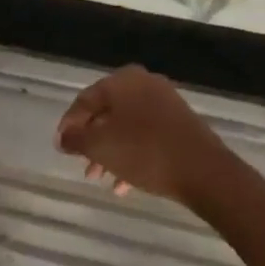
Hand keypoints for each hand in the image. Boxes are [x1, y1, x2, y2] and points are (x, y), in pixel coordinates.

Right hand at [55, 65, 233, 205]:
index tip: (61, 148)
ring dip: (110, 152)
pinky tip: (124, 184)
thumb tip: (63, 137)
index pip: (85, 100)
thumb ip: (75, 139)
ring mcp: (165, 102)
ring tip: (101, 178)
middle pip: (106, 113)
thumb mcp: (100, 146)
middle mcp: (144, 84)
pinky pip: (146, 136)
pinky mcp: (180, 123)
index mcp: (122, 81)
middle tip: (82, 165)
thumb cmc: (144, 152)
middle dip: (91, 142)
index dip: (69, 125)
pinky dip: (131, 155)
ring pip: (126, 127)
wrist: (203, 170)